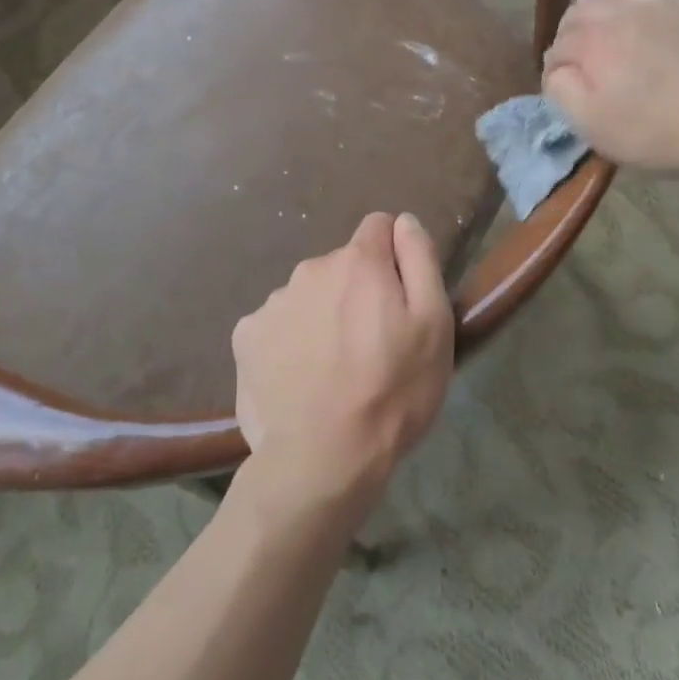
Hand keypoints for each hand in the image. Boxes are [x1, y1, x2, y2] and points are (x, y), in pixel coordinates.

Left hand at [231, 212, 454, 517]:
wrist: (322, 458)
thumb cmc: (393, 390)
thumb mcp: (434, 324)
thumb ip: (420, 260)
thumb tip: (403, 221)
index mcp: (358, 261)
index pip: (378, 226)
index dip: (394, 256)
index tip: (399, 297)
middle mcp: (309, 269)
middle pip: (342, 265)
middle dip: (357, 290)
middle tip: (371, 343)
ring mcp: (271, 303)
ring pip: (308, 296)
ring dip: (322, 316)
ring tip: (334, 368)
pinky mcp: (245, 338)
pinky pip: (277, 325)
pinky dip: (289, 342)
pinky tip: (300, 378)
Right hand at [543, 0, 678, 173]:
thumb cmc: (658, 128)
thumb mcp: (593, 126)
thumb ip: (562, 92)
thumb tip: (556, 71)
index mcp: (591, 42)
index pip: (558, 47)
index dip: (555, 69)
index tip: (563, 90)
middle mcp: (619, 11)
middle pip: (580, 11)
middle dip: (571, 32)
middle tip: (579, 60)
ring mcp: (661, 1)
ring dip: (597, 0)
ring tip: (597, 17)